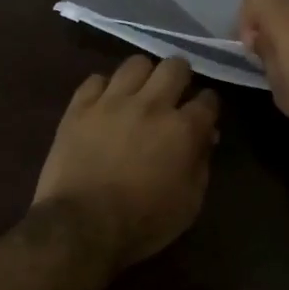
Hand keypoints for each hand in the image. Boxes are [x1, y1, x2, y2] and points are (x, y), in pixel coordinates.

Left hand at [33, 55, 220, 267]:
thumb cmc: (143, 223)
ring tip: (139, 93)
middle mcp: (151, 104)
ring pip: (135, 63)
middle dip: (180, 77)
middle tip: (174, 94)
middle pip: (174, 66)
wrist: (81, 226)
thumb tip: (206, 137)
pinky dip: (104, 89)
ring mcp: (112, 101)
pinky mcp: (79, 107)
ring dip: (143, 76)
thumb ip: (201, 164)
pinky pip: (95, 79)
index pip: (208, 99)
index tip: (204, 115)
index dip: (208, 105)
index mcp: (183, 129)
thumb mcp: (189, 203)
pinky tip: (104, 104)